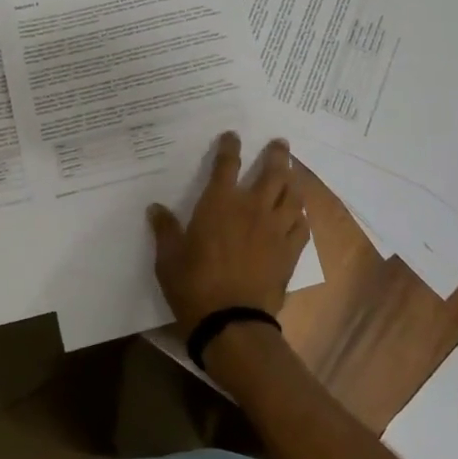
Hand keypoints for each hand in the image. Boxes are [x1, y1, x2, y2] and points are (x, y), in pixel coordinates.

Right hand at [148, 132, 308, 335]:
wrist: (232, 322)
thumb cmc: (194, 285)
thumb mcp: (168, 258)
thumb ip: (165, 230)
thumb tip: (155, 208)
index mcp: (219, 203)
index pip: (226, 165)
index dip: (230, 147)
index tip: (233, 136)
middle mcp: (252, 208)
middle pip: (272, 172)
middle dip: (276, 155)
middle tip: (280, 143)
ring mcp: (276, 230)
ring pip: (292, 196)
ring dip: (293, 180)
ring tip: (293, 173)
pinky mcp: (290, 252)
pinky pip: (302, 226)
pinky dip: (301, 216)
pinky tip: (300, 215)